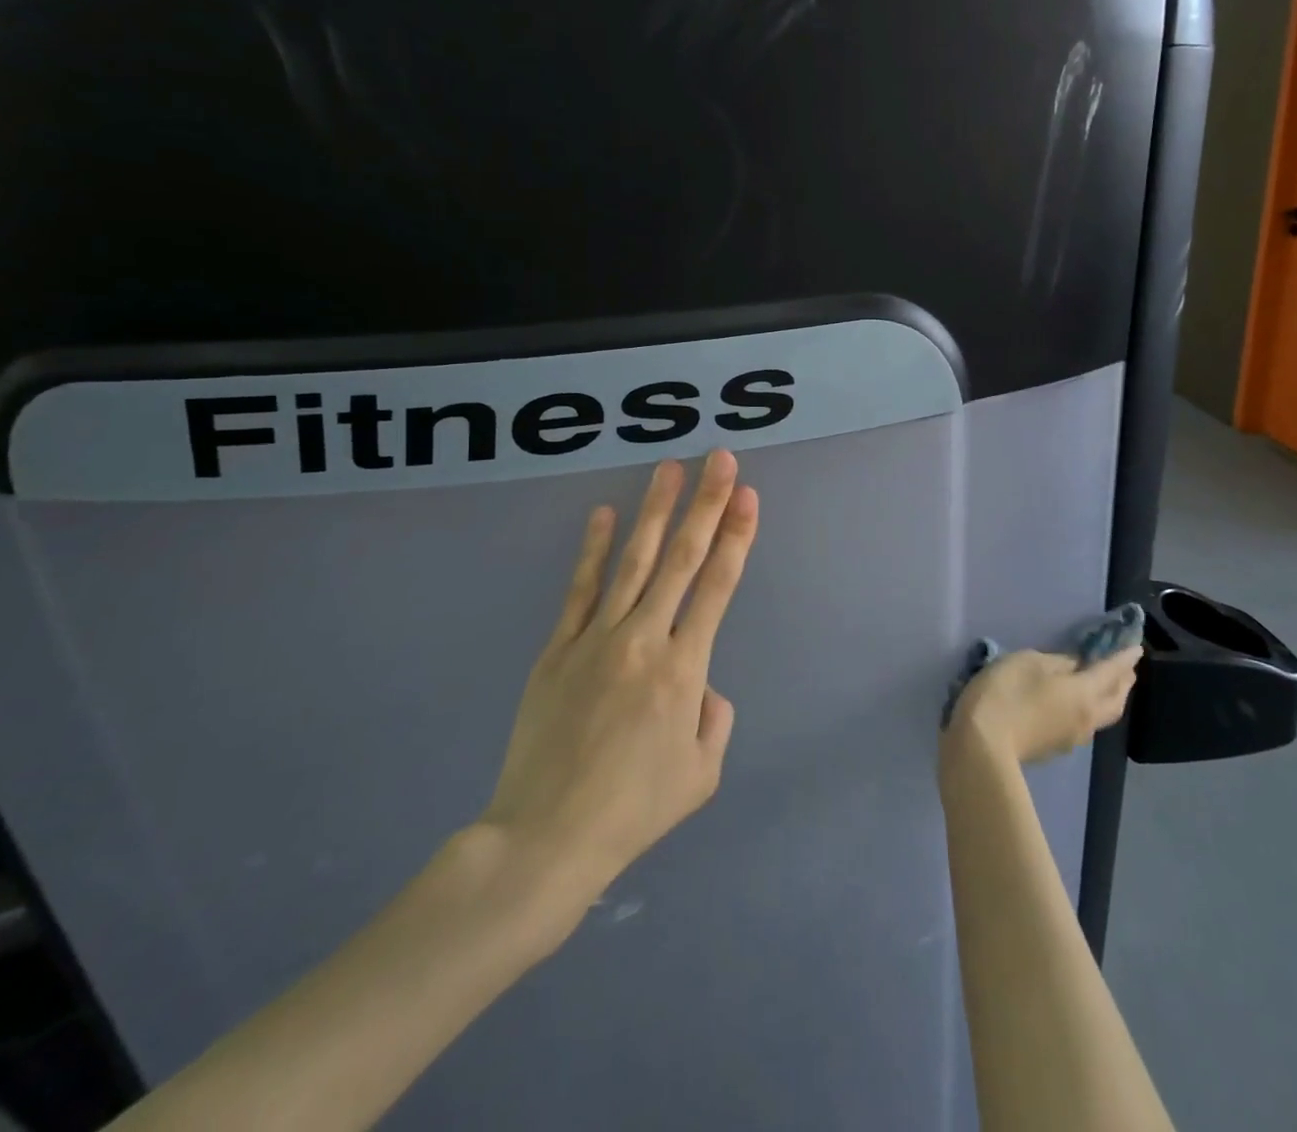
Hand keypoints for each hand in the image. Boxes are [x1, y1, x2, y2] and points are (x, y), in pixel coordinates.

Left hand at [480, 450, 759, 910]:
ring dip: (654, 511)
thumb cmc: (634, 810)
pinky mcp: (558, 649)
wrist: (547, 836)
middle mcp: (644, 640)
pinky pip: (580, 590)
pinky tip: (603, 515)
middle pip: (680, 559)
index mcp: (684, 669)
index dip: (737, 538)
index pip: (717, 587)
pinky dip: (594, 550)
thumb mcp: (701, 773)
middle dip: (706, 505)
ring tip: (669, 469)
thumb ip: (715, 718)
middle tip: (720, 460)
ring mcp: (596, 639)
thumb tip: (702, 687)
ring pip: (632, 561)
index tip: (749, 497)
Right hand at [941, 644, 1142, 772]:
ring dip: (1110, 699)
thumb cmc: (1006, 694)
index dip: (1124, 658)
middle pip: (1115, 700)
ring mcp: (1072, 738)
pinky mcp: (1055, 748)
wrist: (982, 747)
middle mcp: (1086, 718)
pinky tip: (1078, 706)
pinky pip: (1084, 726)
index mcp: (1083, 693)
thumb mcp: (1027, 662)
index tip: (1136, 648)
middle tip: (1126, 668)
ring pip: (1102, 716)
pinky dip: (1090, 710)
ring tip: (1107, 686)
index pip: (1111, 672)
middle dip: (1123, 682)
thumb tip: (1075, 666)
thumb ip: (1056, 662)